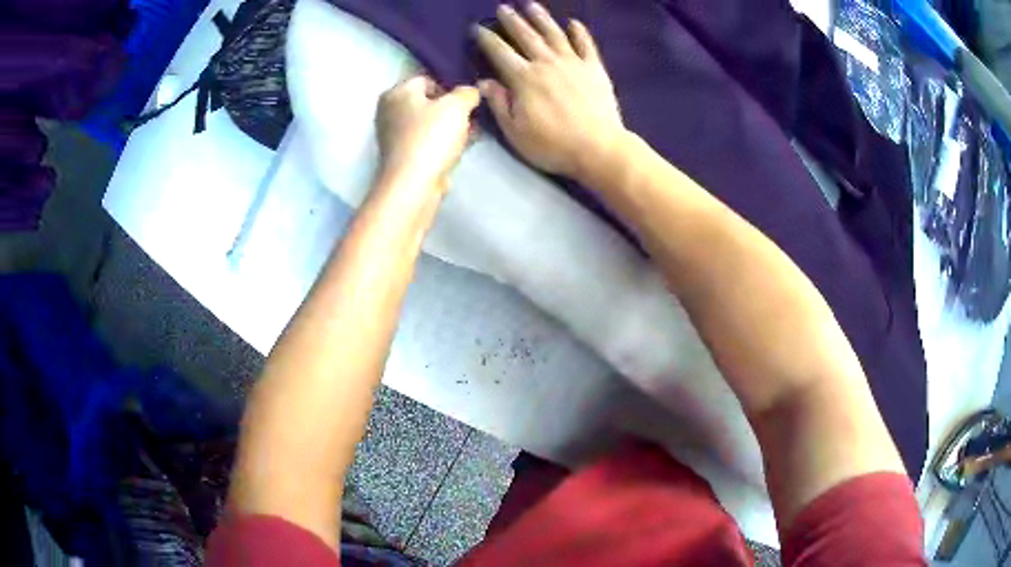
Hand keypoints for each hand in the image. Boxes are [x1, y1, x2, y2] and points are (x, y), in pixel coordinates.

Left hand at [376, 76, 480, 190]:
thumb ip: (467, 93)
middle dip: (453, 109)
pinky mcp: (403, 156)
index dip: (451, 87)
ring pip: (430, 123)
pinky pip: (428, 141)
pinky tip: (461, 147)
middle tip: (473, 117)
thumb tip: (471, 92)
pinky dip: (444, 142)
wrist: (414, 183)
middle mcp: (390, 111)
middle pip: (429, 102)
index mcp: (396, 93)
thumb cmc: (431, 136)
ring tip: (473, 133)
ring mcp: (395, 136)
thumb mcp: (457, 105)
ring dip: (452, 127)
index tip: (468, 100)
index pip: (428, 79)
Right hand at [474, 3, 625, 179]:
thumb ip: (499, 104)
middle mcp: (546, 63)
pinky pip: (586, 44)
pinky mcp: (594, 68)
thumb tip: (484, 81)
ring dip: (541, 18)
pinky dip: (579, 32)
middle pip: (526, 36)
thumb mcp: (515, 131)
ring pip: (554, 33)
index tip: (477, 28)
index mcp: (524, 78)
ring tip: (530, 5)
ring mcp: (573, 63)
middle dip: (512, 20)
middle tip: (503, 8)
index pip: (499, 52)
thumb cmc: (553, 145)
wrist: (598, 148)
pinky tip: (573, 23)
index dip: (486, 38)